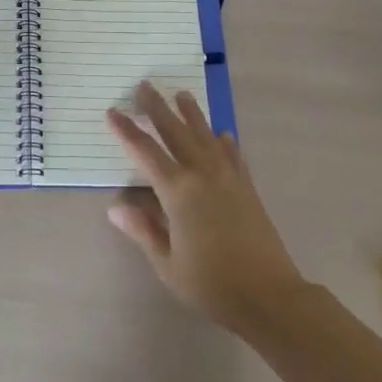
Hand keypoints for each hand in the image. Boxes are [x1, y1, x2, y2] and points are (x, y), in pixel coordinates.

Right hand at [106, 82, 305, 331]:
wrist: (269, 296)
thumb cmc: (211, 284)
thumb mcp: (167, 263)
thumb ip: (143, 230)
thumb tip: (115, 207)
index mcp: (178, 192)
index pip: (145, 152)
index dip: (126, 131)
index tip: (112, 111)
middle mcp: (202, 174)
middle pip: (175, 132)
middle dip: (157, 108)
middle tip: (144, 85)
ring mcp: (228, 177)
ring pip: (205, 135)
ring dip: (192, 114)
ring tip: (182, 94)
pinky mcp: (247, 187)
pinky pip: (233, 154)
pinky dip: (224, 141)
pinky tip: (222, 134)